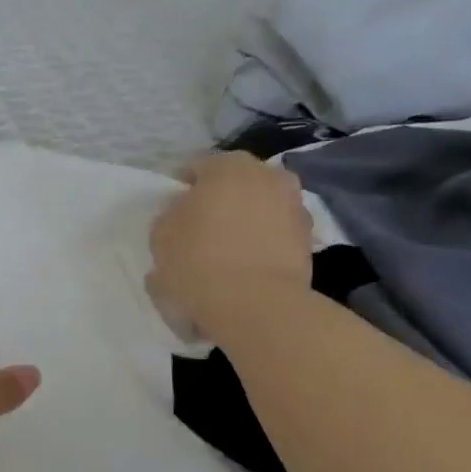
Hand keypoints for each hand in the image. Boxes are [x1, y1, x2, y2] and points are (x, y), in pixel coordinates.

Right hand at [148, 154, 313, 335]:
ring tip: (226, 250)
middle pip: (235, 183)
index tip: (173, 210)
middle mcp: (267, 175)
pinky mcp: (309, 240)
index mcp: (227, 166)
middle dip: (220, 200)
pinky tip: (246, 267)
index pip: (198, 166)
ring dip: (245, 220)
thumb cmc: (198, 261)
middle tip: (201, 228)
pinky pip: (276, 234)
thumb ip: (171, 215)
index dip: (183, 187)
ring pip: (259, 207)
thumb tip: (183, 213)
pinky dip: (263, 243)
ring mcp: (294, 206)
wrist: (256, 305)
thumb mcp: (161, 235)